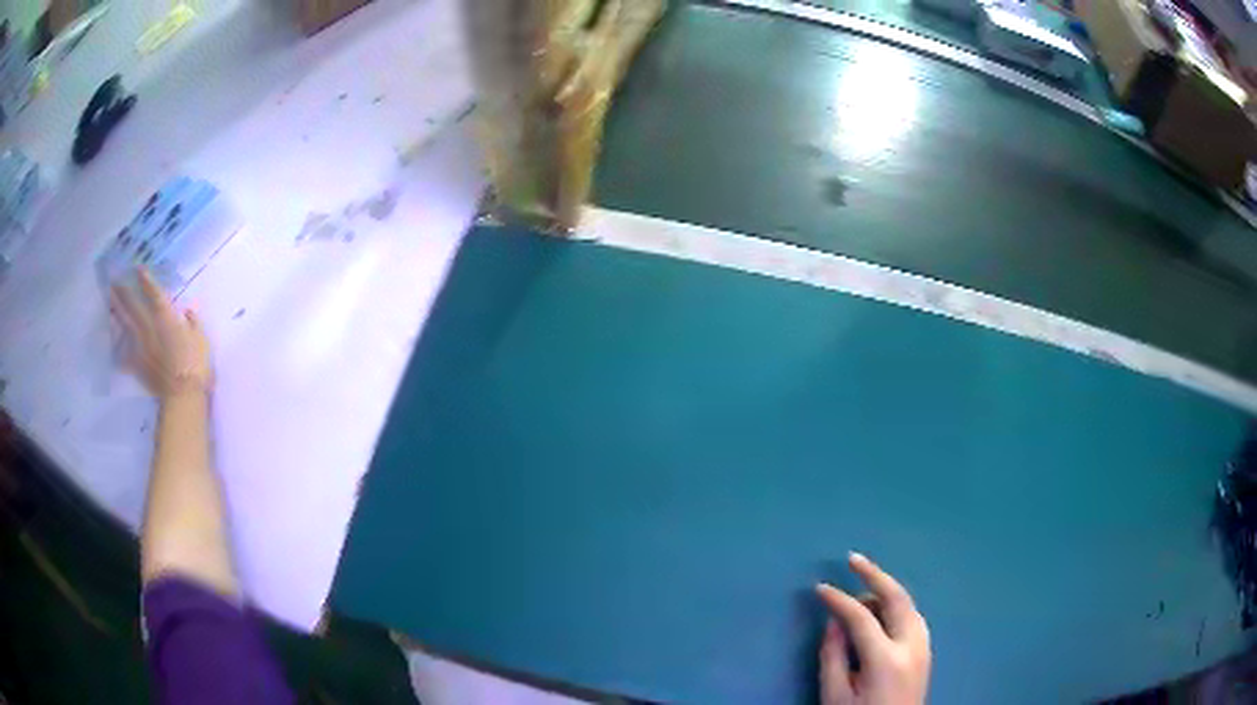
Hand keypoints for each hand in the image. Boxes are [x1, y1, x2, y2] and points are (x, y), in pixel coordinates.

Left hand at [110, 268, 212, 399]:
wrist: (183, 395)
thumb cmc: (196, 364)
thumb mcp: (201, 340)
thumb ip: (193, 324)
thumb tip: (188, 313)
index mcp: (166, 318)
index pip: (154, 294)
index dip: (146, 280)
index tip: (138, 269)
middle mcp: (150, 328)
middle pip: (134, 307)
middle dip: (124, 293)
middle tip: (114, 281)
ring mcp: (142, 348)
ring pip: (126, 327)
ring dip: (117, 315)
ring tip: (110, 305)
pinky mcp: (139, 367)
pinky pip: (126, 357)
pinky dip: (120, 352)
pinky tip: (114, 349)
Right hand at [816, 553, 930, 704]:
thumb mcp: (835, 696)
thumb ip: (833, 656)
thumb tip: (834, 620)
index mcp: (886, 660)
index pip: (862, 617)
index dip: (839, 600)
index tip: (819, 589)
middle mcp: (912, 646)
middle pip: (897, 597)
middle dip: (874, 574)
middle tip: (852, 559)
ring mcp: (924, 647)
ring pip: (909, 604)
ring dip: (885, 592)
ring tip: (860, 595)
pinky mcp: (926, 652)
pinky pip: (913, 617)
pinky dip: (896, 607)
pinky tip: (880, 614)